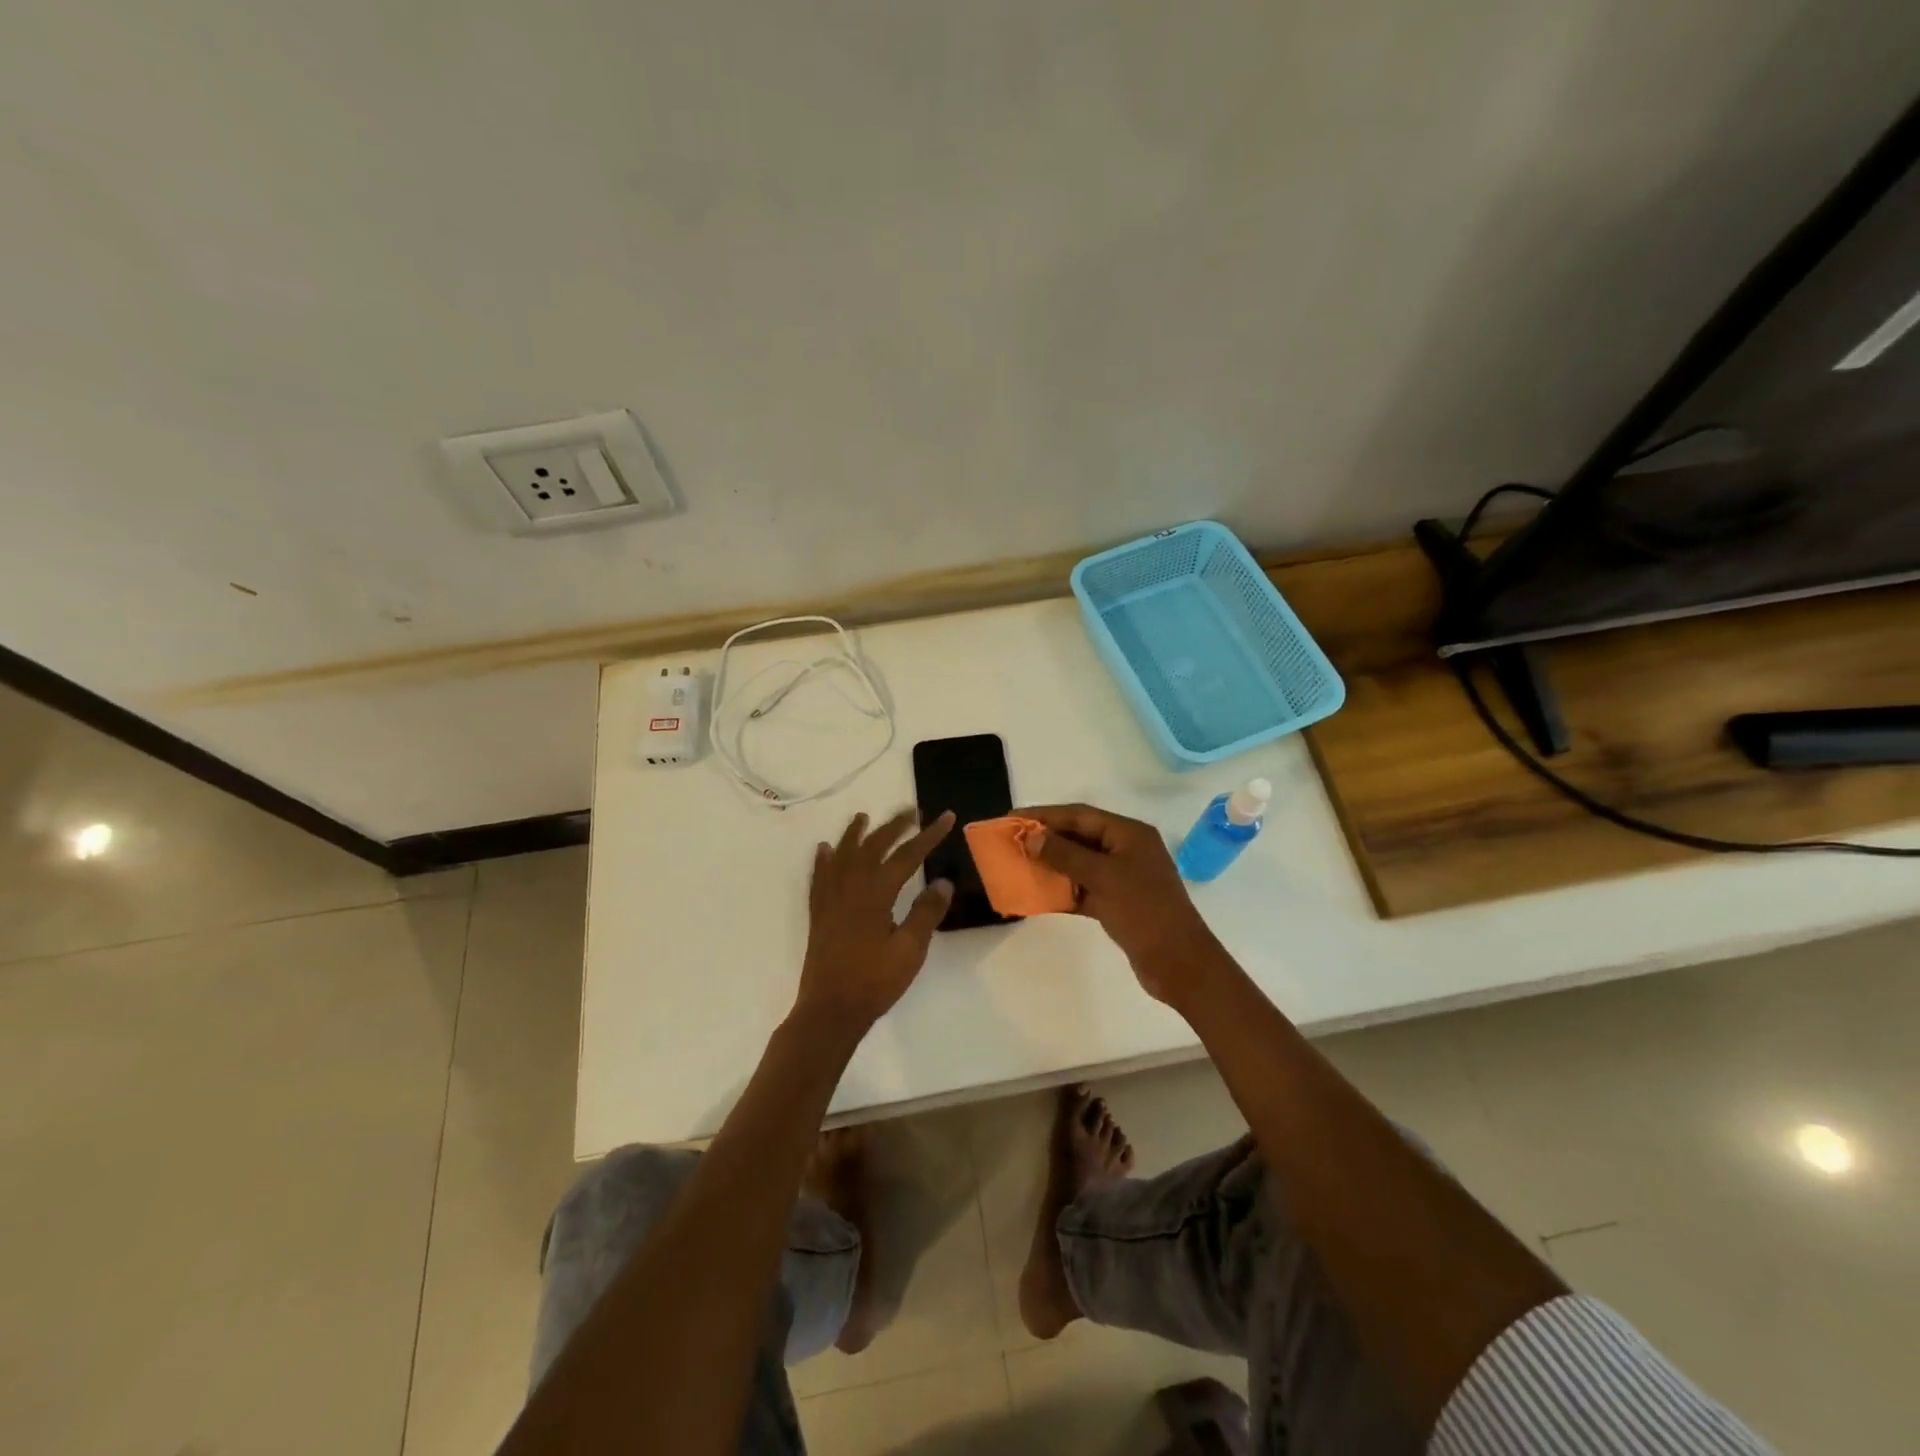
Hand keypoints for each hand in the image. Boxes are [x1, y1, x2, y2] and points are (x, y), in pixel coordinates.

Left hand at [796, 809, 955, 1031]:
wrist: (830, 1010)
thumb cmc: (874, 981)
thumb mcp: (910, 950)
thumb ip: (926, 913)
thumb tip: (943, 881)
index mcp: (876, 893)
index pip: (907, 855)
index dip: (928, 835)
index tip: (945, 817)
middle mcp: (851, 887)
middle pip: (873, 846)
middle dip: (894, 825)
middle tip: (912, 811)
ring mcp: (831, 898)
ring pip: (843, 855)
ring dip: (855, 834)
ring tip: (863, 817)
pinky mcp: (819, 912)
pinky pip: (819, 876)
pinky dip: (824, 859)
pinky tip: (824, 850)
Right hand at [1019, 803, 1228, 1006]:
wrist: (1179, 963)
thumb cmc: (1144, 910)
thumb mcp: (1102, 877)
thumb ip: (1065, 855)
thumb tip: (1031, 837)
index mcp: (1129, 834)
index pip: (1080, 815)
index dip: (1045, 815)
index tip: (1012, 819)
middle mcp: (1127, 850)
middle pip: (1079, 837)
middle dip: (1046, 839)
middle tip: (1011, 842)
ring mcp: (1124, 877)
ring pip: (1080, 864)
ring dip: (1051, 865)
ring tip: (1019, 865)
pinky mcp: (1118, 903)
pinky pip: (1084, 889)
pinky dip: (1063, 891)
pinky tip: (1038, 895)